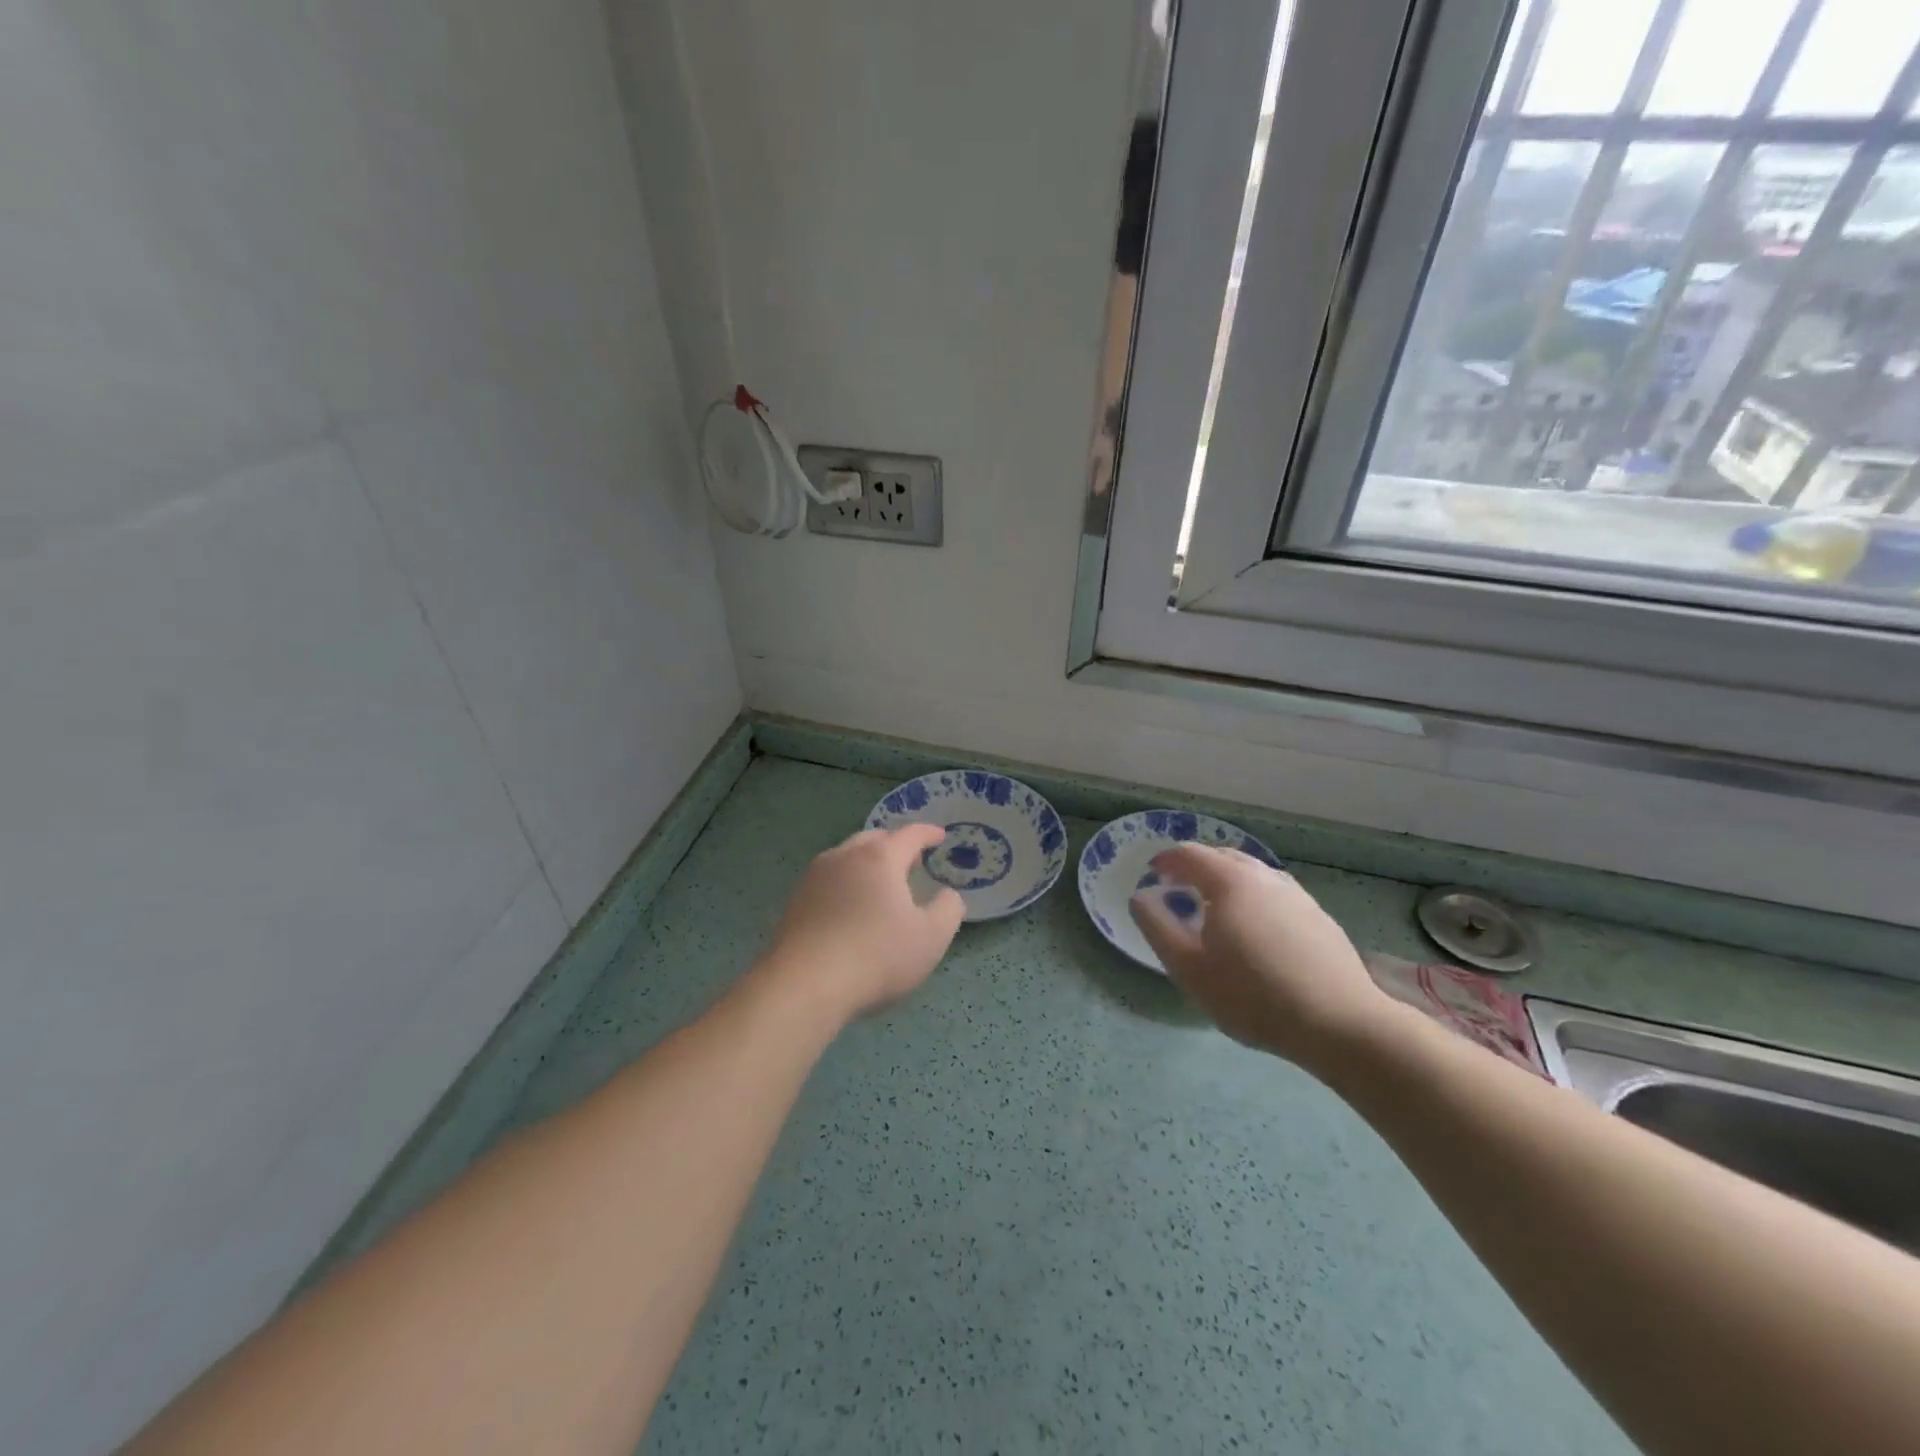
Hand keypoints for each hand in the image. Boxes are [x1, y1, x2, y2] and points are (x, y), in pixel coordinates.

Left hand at [761, 825, 965, 1021]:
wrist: (803, 986)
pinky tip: (849, 910)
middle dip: (894, 845)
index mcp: (880, 858)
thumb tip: (948, 895)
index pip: (910, 834)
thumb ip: (948, 910)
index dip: (928, 833)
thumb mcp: (931, 938)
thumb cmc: (876, 956)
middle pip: (873, 840)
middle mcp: (844, 856)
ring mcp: (814, 877)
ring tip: (880, 885)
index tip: (939, 836)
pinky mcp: (794, 902)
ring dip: (866, 864)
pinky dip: (845, 885)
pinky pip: (827, 881)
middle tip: (910, 862)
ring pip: (846, 858)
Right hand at [1129, 845, 1392, 1070]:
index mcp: (1230, 882)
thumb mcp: (1189, 969)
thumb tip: (1140, 897)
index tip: (1152, 874)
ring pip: (1253, 874)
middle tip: (1179, 888)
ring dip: (1227, 881)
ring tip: (1216, 909)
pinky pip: (1275, 893)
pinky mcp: (1319, 917)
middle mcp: (1265, 877)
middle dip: (1197, 866)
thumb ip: (1158, 927)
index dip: (1166, 861)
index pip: (1190, 854)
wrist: (1341, 1025)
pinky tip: (1255, 930)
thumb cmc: (1253, 996)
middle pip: (1224, 857)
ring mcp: (1297, 895)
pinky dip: (1254, 898)